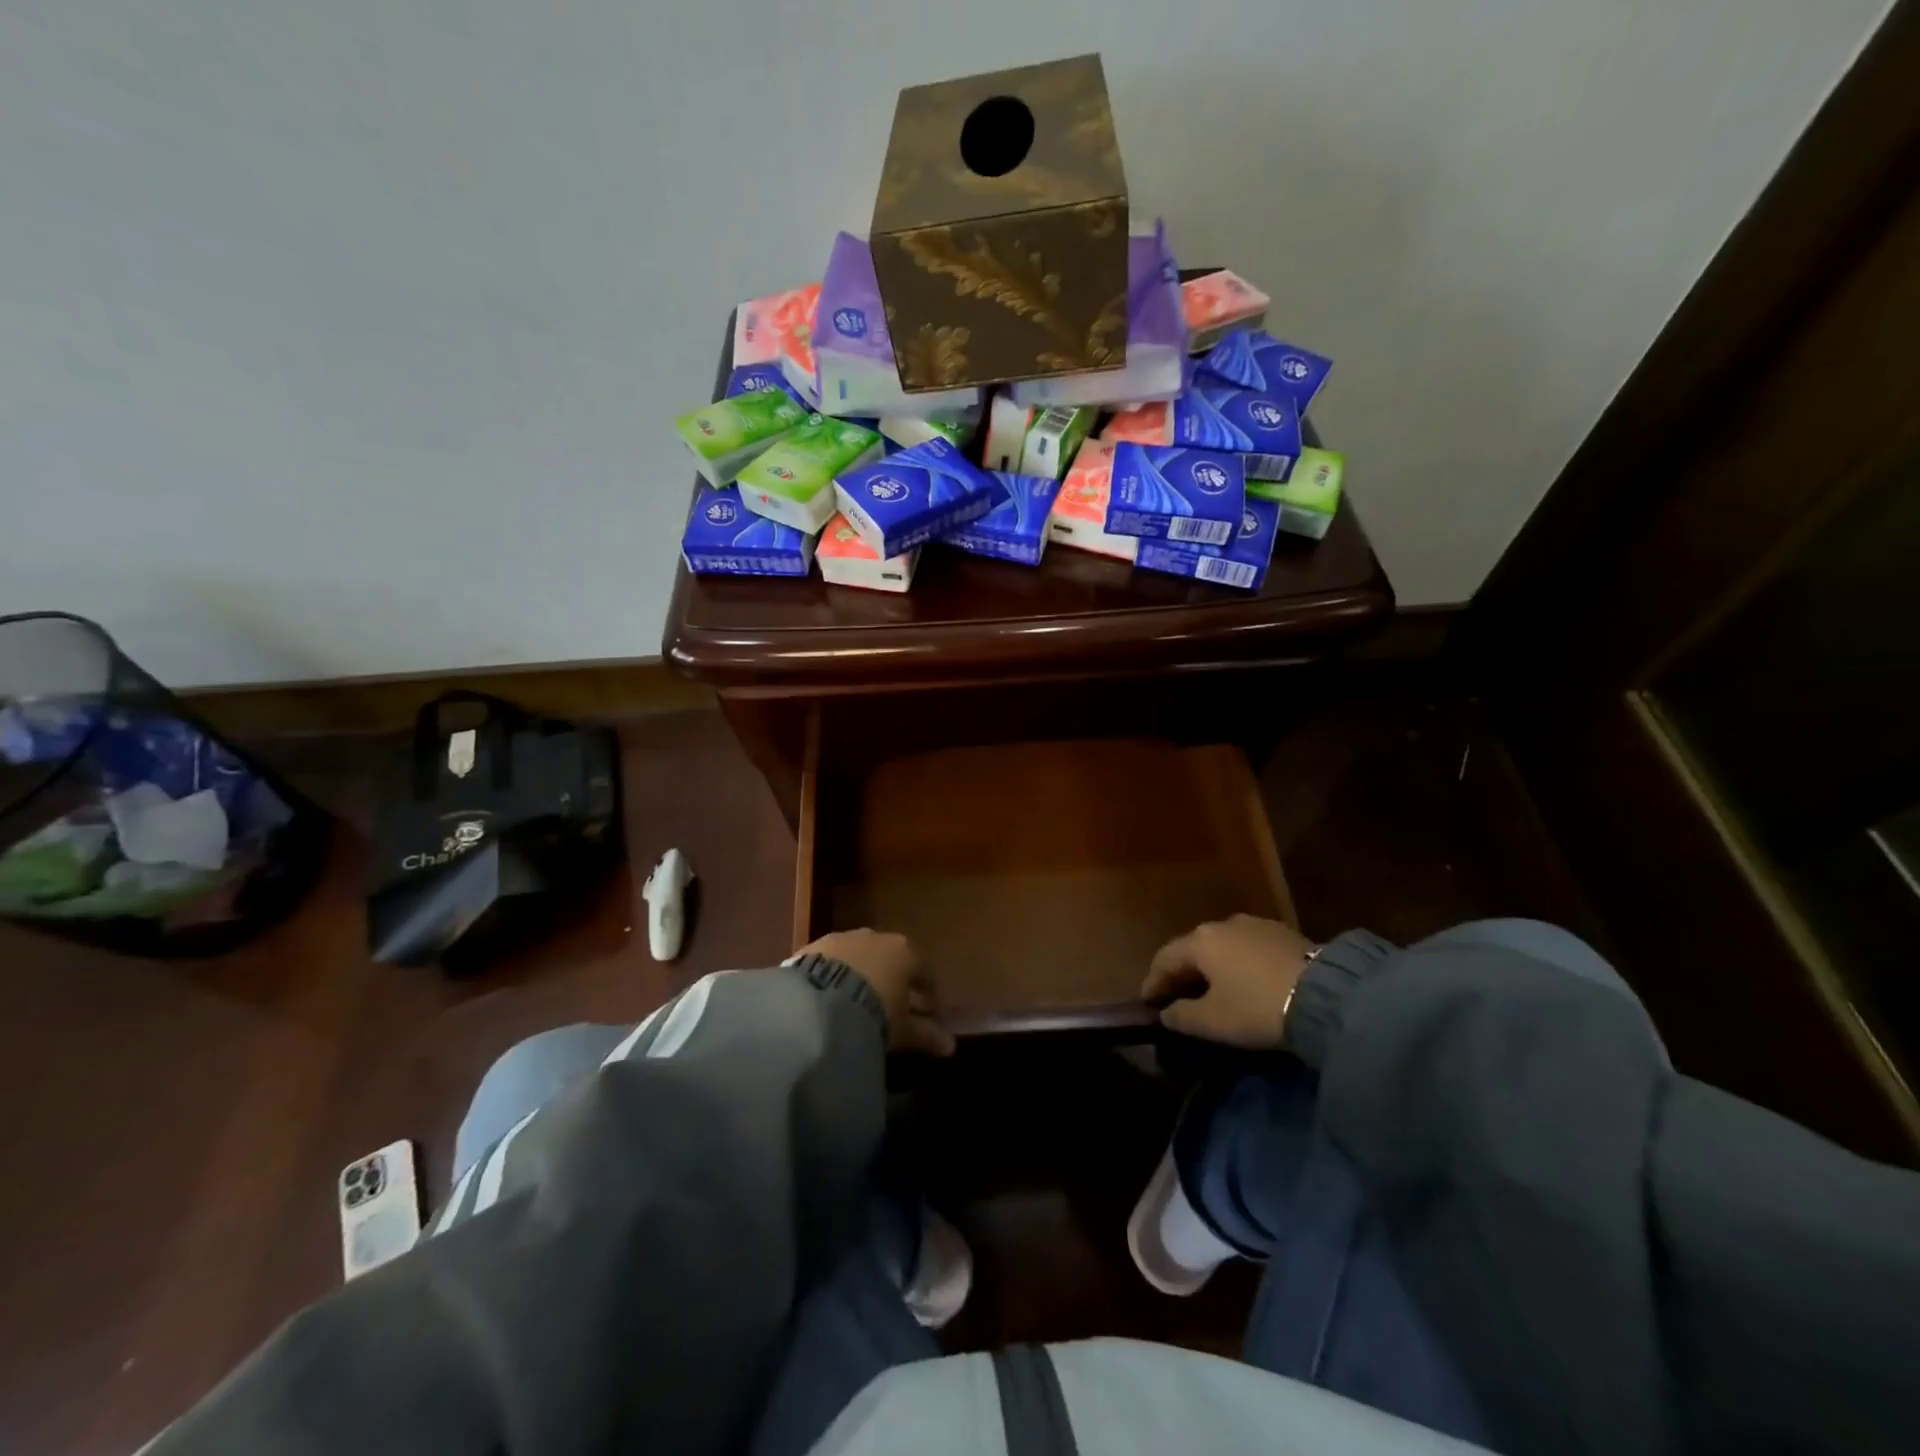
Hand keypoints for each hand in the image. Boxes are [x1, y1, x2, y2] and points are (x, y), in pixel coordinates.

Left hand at [799, 929, 955, 1057]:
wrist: (818, 1001)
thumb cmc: (874, 1013)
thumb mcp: (903, 1029)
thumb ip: (927, 1035)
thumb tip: (950, 1046)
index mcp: (905, 951)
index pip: (924, 972)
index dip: (928, 996)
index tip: (929, 1015)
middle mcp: (876, 937)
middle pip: (892, 962)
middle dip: (896, 986)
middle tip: (896, 1013)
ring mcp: (843, 939)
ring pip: (861, 959)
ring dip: (864, 979)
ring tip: (860, 1008)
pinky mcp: (814, 947)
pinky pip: (833, 963)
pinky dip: (838, 979)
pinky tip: (833, 1000)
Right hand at [1141, 915, 1318, 1048]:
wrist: (1328, 996)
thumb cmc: (1257, 1007)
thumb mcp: (1213, 1021)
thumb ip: (1181, 1017)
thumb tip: (1166, 1013)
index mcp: (1200, 941)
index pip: (1165, 959)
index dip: (1153, 982)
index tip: (1147, 1003)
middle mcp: (1223, 924)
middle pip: (1193, 949)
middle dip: (1182, 973)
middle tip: (1176, 997)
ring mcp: (1256, 925)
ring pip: (1222, 947)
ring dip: (1212, 968)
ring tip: (1213, 990)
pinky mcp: (1284, 934)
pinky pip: (1248, 949)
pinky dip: (1238, 965)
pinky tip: (1244, 982)